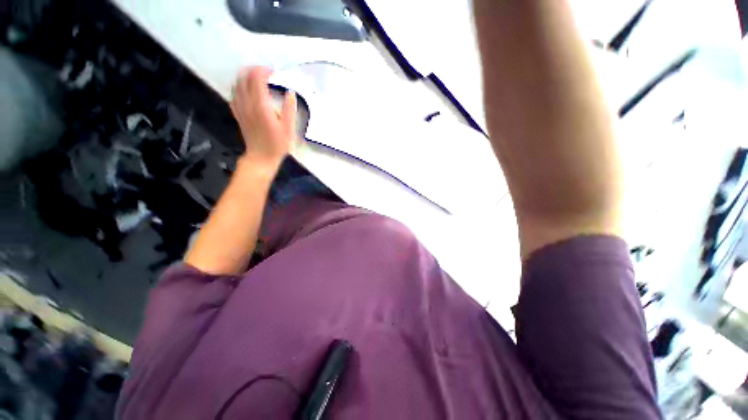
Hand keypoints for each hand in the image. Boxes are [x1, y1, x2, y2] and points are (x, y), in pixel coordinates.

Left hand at [230, 67, 297, 171]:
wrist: (261, 157)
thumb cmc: (277, 144)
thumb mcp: (288, 128)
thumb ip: (289, 109)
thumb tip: (290, 93)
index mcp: (261, 105)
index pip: (257, 78)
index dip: (264, 71)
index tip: (273, 73)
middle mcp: (247, 103)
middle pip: (244, 77)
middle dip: (254, 71)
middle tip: (266, 74)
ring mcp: (240, 108)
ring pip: (237, 84)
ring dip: (246, 77)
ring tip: (257, 79)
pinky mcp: (237, 113)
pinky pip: (234, 94)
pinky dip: (239, 87)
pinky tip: (247, 91)